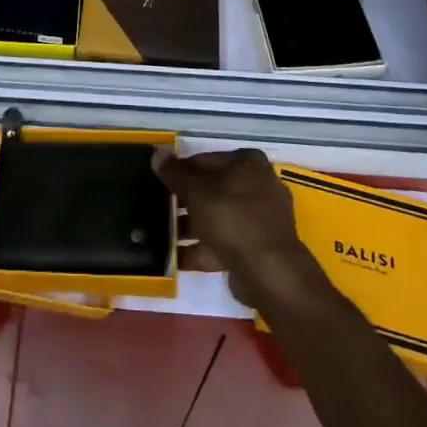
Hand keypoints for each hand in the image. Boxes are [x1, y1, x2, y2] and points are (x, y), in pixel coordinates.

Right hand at [152, 148, 323, 310]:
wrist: (269, 273)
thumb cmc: (232, 219)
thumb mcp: (196, 192)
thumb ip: (175, 174)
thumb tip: (157, 153)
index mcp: (248, 163)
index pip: (205, 159)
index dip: (181, 171)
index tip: (160, 184)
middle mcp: (259, 185)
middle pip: (213, 189)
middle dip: (186, 201)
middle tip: (159, 209)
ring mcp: (261, 218)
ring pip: (218, 216)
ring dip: (193, 226)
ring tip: (163, 236)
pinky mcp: (259, 247)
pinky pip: (225, 241)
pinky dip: (204, 248)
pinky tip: (178, 258)